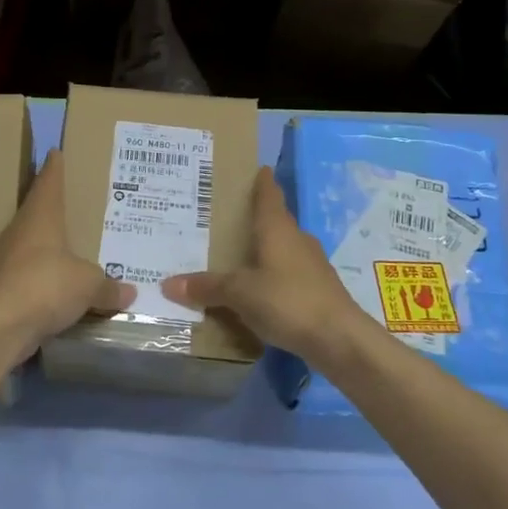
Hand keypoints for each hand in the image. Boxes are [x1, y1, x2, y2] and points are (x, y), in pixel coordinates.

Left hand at [0, 151, 132, 355]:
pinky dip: (45, 273)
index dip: (54, 168)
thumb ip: (108, 286)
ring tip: (70, 241)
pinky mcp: (4, 286)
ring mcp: (9, 259)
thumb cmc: (47, 286)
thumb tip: (129, 292)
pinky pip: (31, 272)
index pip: (48, 183)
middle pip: (37, 209)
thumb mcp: (89, 285)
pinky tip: (59, 281)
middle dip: (52, 204)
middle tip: (72, 198)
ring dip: (48, 241)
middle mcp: (21, 232)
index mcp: (41, 218)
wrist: (1, 326)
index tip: (55, 152)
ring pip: (32, 242)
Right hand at [162, 167, 369, 366]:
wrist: (340, 339)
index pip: (269, 196)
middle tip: (229, 218)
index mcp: (278, 230)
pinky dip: (273, 276)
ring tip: (238, 256)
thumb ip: (206, 287)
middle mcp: (297, 240)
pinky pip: (289, 275)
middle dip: (256, 219)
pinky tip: (259, 290)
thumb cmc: (288, 301)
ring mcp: (312, 266)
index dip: (263, 182)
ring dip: (265, 250)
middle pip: (276, 222)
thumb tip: (167, 283)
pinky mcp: (319, 291)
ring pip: (283, 249)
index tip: (257, 169)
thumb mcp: (239, 294)